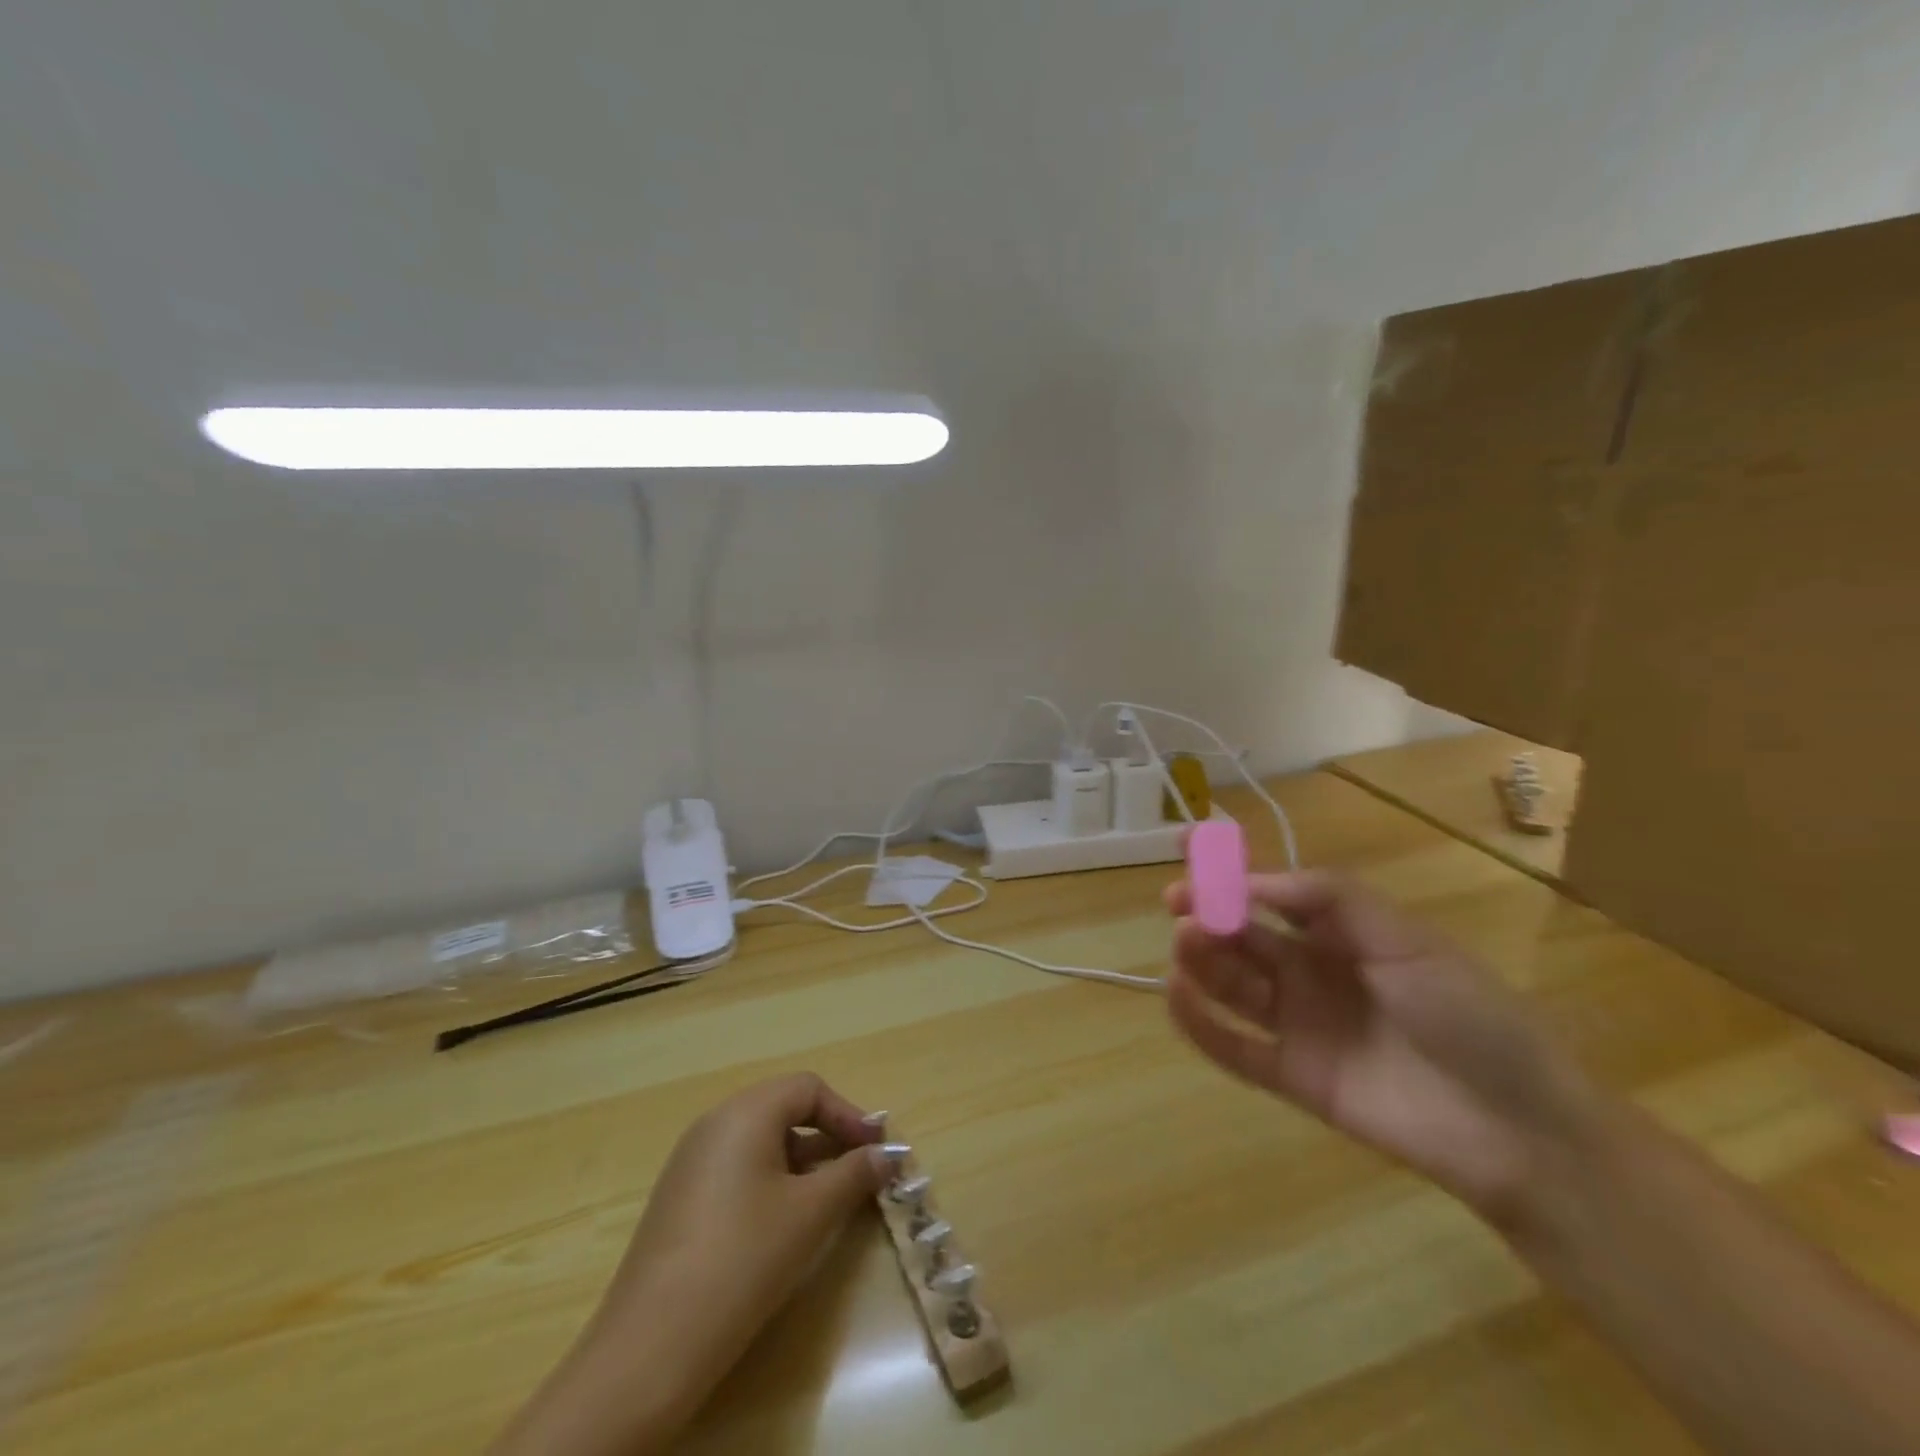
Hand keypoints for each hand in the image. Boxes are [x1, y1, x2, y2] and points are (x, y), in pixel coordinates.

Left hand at [493, 1074, 886, 1455]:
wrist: (651, 1348)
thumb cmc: (744, 1259)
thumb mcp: (811, 1213)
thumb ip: (853, 1174)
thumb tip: (886, 1154)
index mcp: (744, 1113)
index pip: (807, 1089)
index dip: (848, 1114)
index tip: (876, 1149)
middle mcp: (714, 1124)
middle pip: (783, 1109)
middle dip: (827, 1136)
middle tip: (858, 1171)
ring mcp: (690, 1162)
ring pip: (760, 1142)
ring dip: (802, 1161)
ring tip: (828, 1201)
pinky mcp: (678, 1199)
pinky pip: (736, 1169)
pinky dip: (770, 1181)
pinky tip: (782, 1225)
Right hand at [1165, 869, 1596, 1224]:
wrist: (1521, 1130)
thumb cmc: (1470, 1014)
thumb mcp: (1405, 938)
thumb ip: (1329, 899)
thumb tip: (1252, 879)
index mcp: (1341, 933)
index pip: (1271, 891)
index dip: (1229, 870)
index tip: (1185, 846)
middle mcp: (1312, 971)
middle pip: (1243, 935)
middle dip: (1208, 913)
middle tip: (1179, 903)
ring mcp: (1300, 1024)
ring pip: (1232, 982)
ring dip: (1201, 958)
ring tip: (1185, 942)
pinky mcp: (1292, 1076)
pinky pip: (1233, 1045)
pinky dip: (1199, 1021)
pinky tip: (1176, 994)